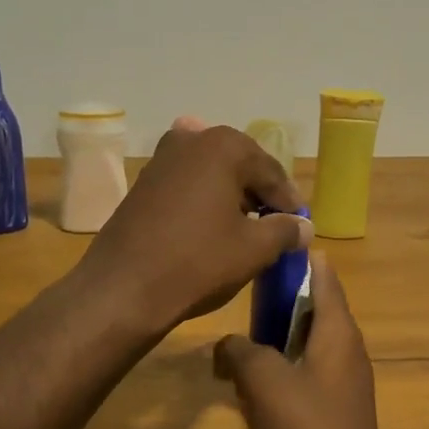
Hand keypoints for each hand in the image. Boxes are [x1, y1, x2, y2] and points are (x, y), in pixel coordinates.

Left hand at [77, 123, 308, 334]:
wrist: (123, 288)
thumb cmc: (198, 262)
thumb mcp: (254, 249)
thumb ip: (286, 230)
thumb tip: (304, 227)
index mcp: (224, 146)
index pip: (271, 172)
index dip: (289, 201)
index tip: (301, 225)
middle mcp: (192, 140)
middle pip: (241, 165)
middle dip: (259, 193)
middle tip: (275, 225)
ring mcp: (161, 159)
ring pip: (212, 173)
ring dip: (231, 195)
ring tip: (245, 227)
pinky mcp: (143, 183)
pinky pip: (187, 185)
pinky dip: (204, 200)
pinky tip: (210, 226)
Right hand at [213, 254, 403, 428]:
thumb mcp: (264, 380)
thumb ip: (241, 351)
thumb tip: (228, 345)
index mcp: (337, 330)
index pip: (324, 277)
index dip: (301, 259)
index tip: (272, 245)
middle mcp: (346, 348)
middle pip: (314, 308)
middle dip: (280, 299)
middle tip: (242, 294)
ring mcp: (343, 381)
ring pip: (308, 342)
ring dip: (277, 337)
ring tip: (239, 338)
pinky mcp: (335, 410)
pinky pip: (307, 373)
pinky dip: (282, 368)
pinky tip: (253, 384)